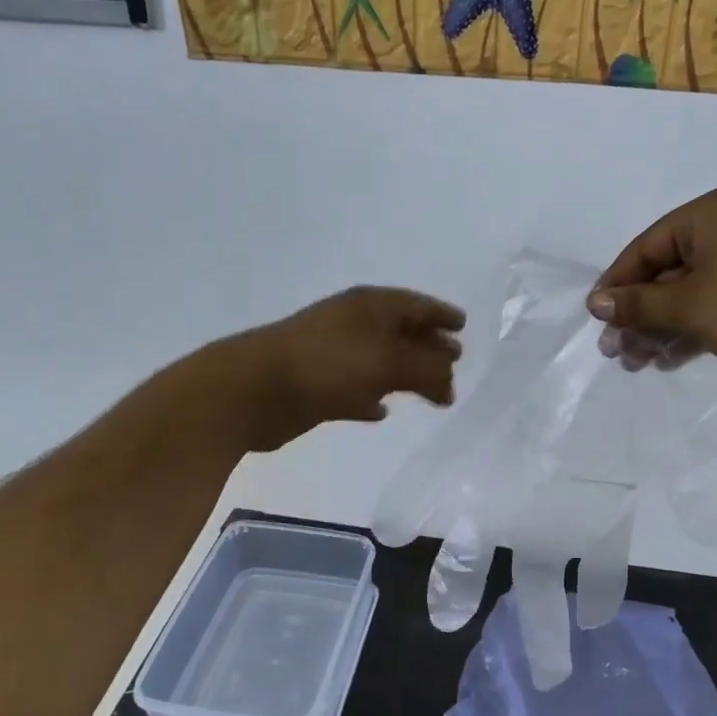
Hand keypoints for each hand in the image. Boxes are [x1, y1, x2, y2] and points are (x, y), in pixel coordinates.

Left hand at [220, 287, 464, 451]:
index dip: (441, 315)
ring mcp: (332, 355)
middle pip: (401, 332)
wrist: (253, 390)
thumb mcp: (388, 363)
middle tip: (455, 361)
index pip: (416, 305)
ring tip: (433, 393)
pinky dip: (372, 397)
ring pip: (380, 361)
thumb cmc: (327, 366)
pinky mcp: (317, 386)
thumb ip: (426, 371)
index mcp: (370, 307)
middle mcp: (352, 324)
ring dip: (406, 375)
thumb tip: (450, 384)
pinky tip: (381, 411)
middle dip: (429, 346)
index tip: (463, 326)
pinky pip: (356, 388)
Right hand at [587, 185, 716, 383]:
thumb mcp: (689, 306)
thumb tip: (595, 302)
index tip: (596, 321)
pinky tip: (667, 360)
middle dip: (638, 315)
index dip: (616, 286)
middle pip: (663, 274)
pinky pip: (709, 306)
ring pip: (685, 295)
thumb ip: (638, 304)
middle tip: (616, 353)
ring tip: (637, 364)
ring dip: (658, 329)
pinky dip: (687, 331)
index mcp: (706, 216)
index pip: (644, 248)